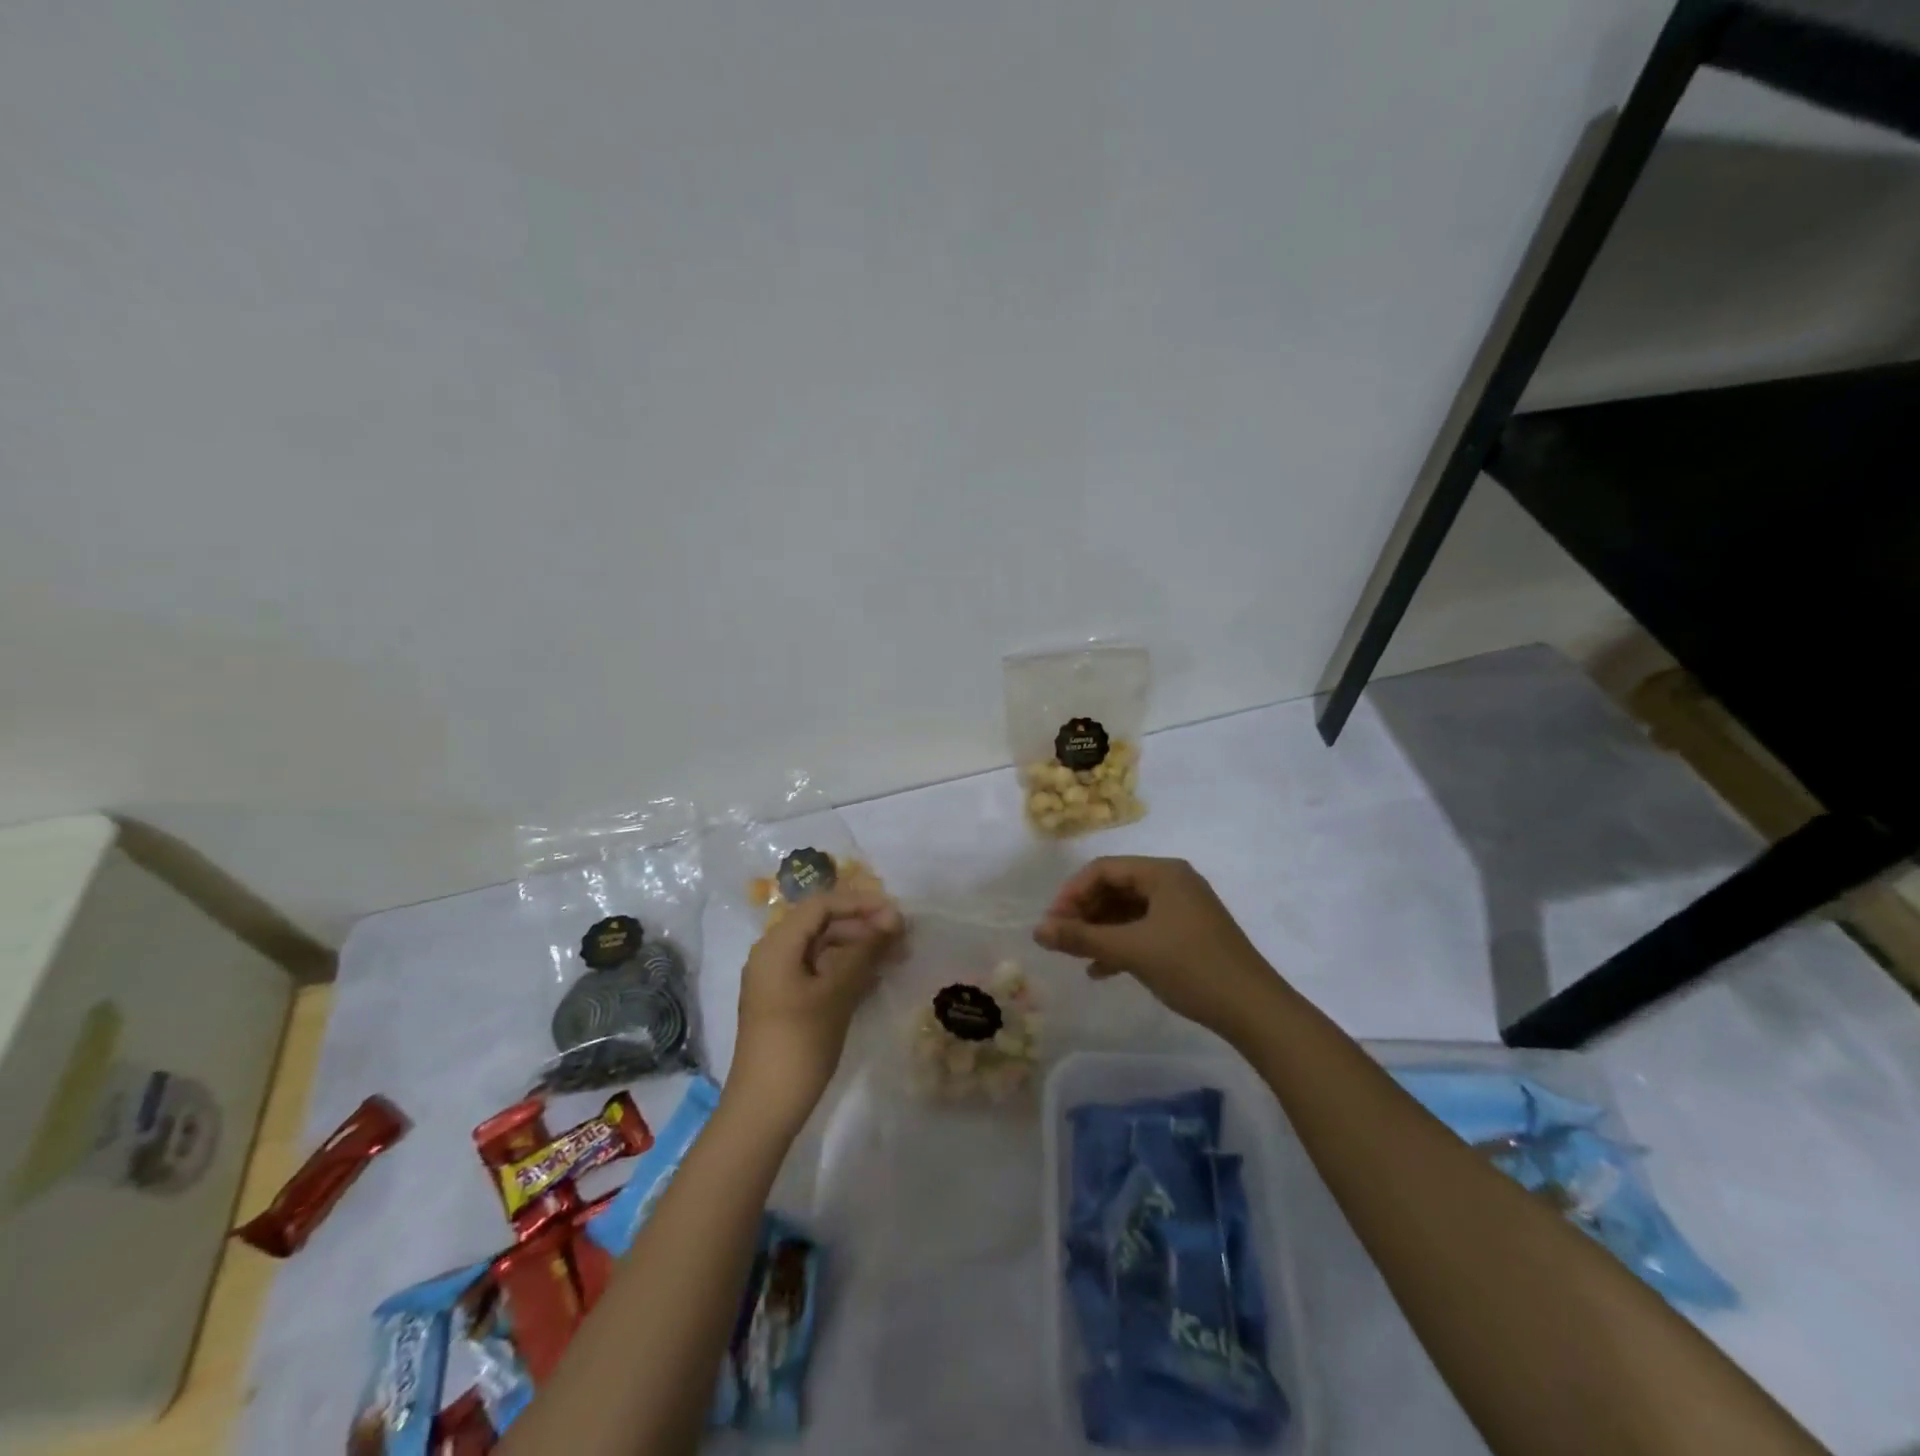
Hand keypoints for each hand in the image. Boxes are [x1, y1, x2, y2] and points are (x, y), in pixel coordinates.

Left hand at [730, 887, 903, 1129]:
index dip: (860, 903)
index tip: (896, 913)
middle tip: (902, 938)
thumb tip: (893, 919)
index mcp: (777, 945)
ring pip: (824, 949)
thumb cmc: (799, 1044)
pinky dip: (847, 970)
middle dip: (863, 926)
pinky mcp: (787, 1003)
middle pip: (822, 924)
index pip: (822, 905)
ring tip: (896, 957)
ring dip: (859, 948)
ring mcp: (779, 980)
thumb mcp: (836, 994)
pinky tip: (876, 979)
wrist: (764, 1110)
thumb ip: (865, 951)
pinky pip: (820, 972)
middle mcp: (774, 955)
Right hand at [1034, 856, 1278, 1040]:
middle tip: (1060, 940)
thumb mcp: (1131, 951)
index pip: (1103, 869)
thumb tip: (1036, 931)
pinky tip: (1101, 970)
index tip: (1052, 924)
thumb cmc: (1191, 968)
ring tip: (1076, 956)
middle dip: (1084, 913)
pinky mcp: (1188, 934)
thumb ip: (1081, 938)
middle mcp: (1173, 882)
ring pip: (1128, 911)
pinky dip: (1121, 944)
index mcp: (1163, 873)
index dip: (1072, 893)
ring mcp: (1183, 909)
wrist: (1254, 1010)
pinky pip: (1143, 929)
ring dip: (1100, 930)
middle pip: (1115, 887)